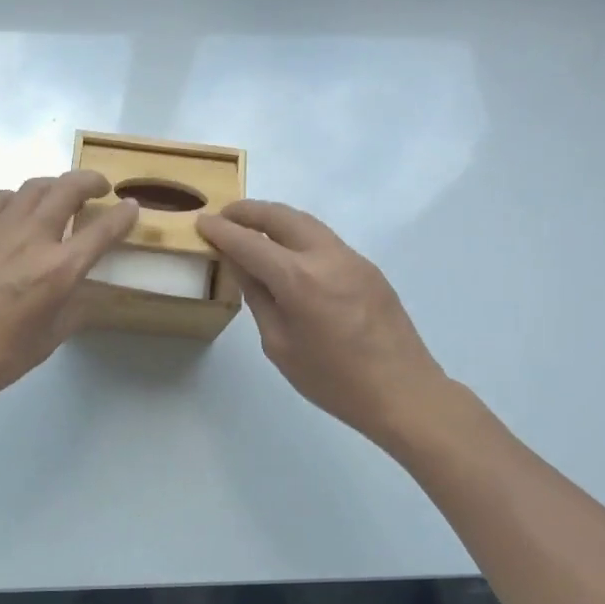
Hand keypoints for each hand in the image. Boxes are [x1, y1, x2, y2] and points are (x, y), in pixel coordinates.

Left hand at [0, 171, 137, 418]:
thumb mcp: (47, 342)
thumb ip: (74, 310)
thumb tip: (85, 292)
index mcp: (58, 271)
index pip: (103, 231)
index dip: (124, 216)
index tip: (132, 208)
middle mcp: (32, 239)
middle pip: (69, 188)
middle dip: (92, 182)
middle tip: (100, 188)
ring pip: (34, 186)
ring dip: (56, 185)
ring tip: (61, 196)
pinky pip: (0, 197)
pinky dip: (17, 198)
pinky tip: (17, 212)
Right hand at [198, 200, 449, 451]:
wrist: (402, 392)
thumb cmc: (332, 380)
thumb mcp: (279, 345)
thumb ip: (259, 298)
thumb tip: (242, 266)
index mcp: (298, 279)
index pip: (249, 243)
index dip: (222, 231)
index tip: (202, 222)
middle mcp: (326, 257)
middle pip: (281, 216)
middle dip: (249, 211)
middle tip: (225, 215)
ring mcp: (352, 258)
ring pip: (306, 223)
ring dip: (276, 219)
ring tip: (253, 227)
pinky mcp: (368, 268)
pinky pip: (325, 240)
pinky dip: (298, 235)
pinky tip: (288, 253)